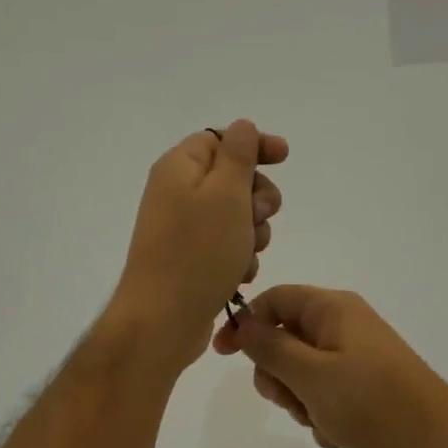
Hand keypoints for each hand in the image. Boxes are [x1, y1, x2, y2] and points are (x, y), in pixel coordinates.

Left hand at [108, 120, 286, 370]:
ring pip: (237, 217)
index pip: (220, 138)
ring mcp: (184, 229)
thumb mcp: (226, 195)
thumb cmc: (197, 252)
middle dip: (257, 198)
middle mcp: (178, 193)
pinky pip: (227, 246)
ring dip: (253, 233)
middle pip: (233, 179)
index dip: (254, 145)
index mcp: (179, 168)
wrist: (163, 320)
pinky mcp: (191, 259)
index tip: (284, 158)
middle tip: (259, 216)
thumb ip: (238, 155)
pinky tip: (239, 276)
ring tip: (246, 256)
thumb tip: (242, 127)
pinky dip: (239, 257)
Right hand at [212, 285, 447, 447]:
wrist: (438, 442)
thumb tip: (243, 323)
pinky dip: (324, 414)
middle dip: (279, 376)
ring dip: (301, 401)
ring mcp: (357, 357)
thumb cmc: (371, 402)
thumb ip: (271, 348)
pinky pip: (326, 394)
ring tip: (323, 421)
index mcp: (332, 309)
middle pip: (285, 339)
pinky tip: (339, 433)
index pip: (274, 300)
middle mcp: (344, 325)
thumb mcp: (311, 375)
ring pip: (303, 373)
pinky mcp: (366, 385)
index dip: (245, 324)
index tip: (223, 356)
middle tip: (293, 400)